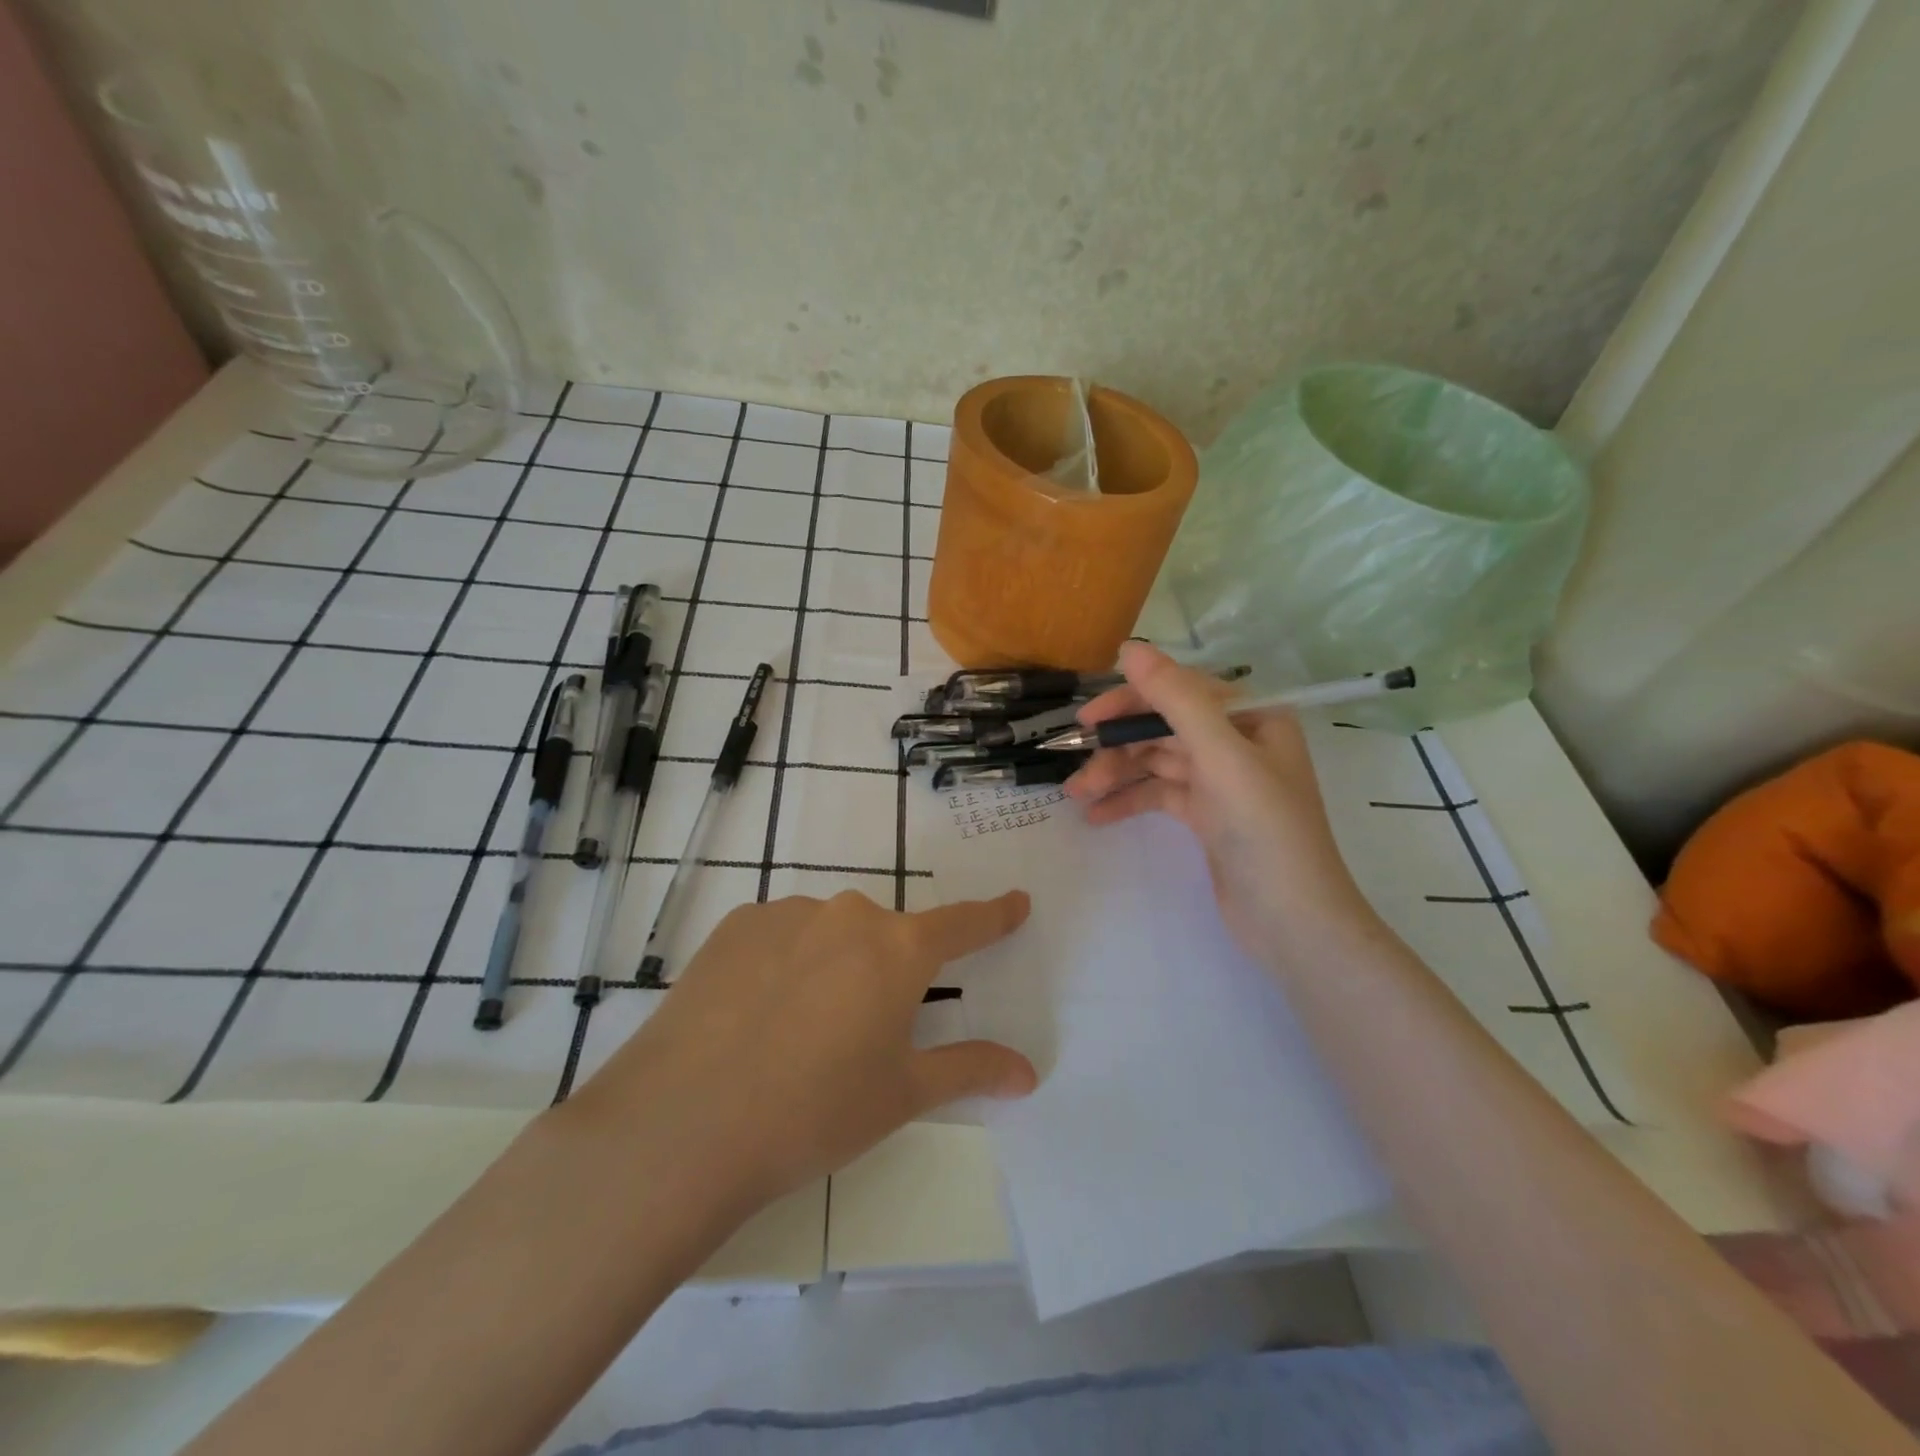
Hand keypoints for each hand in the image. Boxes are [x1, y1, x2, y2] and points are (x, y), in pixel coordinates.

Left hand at [568, 890, 1036, 1215]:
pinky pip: (780, 936)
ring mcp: (787, 913)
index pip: (963, 924)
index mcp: (898, 949)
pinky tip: (755, 1016)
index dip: (993, 915)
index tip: (1016, 901)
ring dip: (831, 968)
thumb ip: (969, 1070)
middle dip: (886, 973)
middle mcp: (848, 914)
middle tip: (860, 1033)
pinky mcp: (736, 926)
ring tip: (796, 1033)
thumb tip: (1028, 1072)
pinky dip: (783, 964)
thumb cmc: (814, 1112)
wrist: (685, 1122)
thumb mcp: (901, 1095)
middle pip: (885, 937)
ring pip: (829, 934)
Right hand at [1065, 641, 1373, 962]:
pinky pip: (1160, 794)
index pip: (1180, 691)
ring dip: (1117, 775)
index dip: (1131, 701)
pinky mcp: (1208, 815)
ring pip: (1157, 763)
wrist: (1294, 923)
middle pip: (1164, 728)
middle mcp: (1237, 741)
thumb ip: (1176, 699)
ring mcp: (1222, 780)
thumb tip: (1130, 648)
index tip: (1088, 721)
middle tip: (1076, 768)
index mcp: (1252, 716)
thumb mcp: (1221, 757)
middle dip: (1119, 746)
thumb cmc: (1265, 831)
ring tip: (1076, 797)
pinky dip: (1129, 801)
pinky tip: (1097, 816)